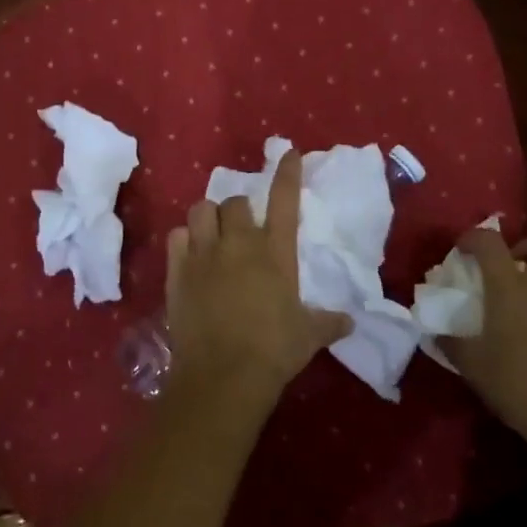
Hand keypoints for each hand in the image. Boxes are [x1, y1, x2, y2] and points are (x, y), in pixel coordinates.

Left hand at [163, 149, 352, 411]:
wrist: (224, 373)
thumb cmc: (274, 351)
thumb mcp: (309, 336)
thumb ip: (329, 323)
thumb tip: (349, 323)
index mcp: (275, 252)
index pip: (284, 200)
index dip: (287, 173)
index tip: (289, 153)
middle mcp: (239, 244)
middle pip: (233, 202)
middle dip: (238, 210)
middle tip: (241, 228)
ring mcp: (204, 254)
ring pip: (200, 210)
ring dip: (208, 218)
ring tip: (212, 234)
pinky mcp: (177, 270)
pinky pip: (176, 236)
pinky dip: (184, 240)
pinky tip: (190, 253)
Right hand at [444, 231, 526, 447]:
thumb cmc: (516, 383)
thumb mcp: (472, 365)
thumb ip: (451, 342)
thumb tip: (436, 333)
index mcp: (511, 287)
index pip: (490, 241)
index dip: (473, 238)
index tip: (462, 250)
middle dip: (525, 247)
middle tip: (508, 269)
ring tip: (523, 305)